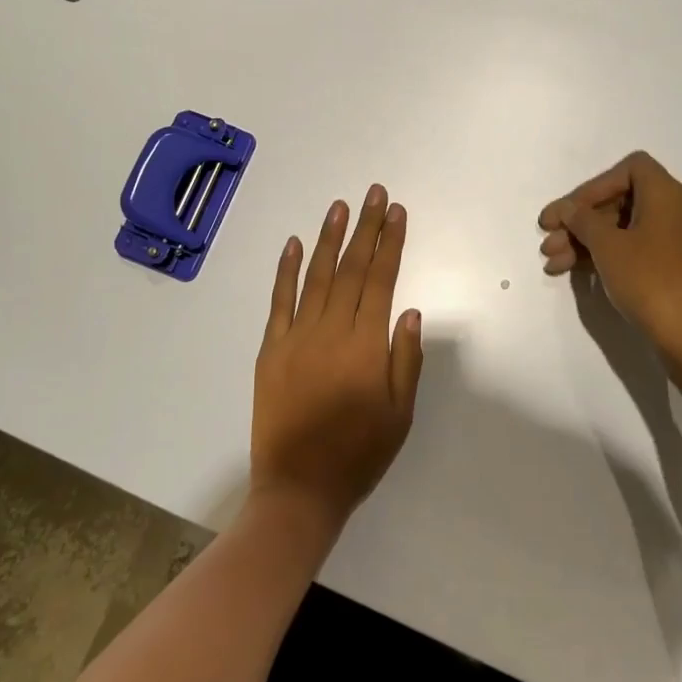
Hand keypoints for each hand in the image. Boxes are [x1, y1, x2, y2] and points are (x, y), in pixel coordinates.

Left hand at [251, 186, 423, 533]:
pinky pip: (279, 301)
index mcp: (366, 345)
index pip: (381, 279)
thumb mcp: (400, 413)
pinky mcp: (270, 349)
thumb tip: (410, 310)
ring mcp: (296, 336)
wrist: (299, 487)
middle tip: (374, 193)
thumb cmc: (359, 454)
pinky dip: (286, 270)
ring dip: (329, 238)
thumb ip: (405, 358)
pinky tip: (294, 244)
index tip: (397, 212)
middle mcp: (331, 330)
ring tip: (340, 206)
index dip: (390, 243)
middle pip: (351, 268)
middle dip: (366, 227)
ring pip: (317, 276)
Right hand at [538, 152, 681, 359]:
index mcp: (666, 195)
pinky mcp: (675, 271)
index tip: (569, 212)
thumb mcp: (608, 246)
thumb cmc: (651, 280)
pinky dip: (606, 257)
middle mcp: (677, 212)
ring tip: (552, 264)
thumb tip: (568, 209)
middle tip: (548, 241)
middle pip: (621, 201)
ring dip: (586, 242)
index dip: (594, 186)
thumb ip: (583, 220)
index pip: (629, 169)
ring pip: (624, 230)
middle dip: (581, 221)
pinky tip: (575, 273)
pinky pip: (635, 252)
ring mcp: (678, 244)